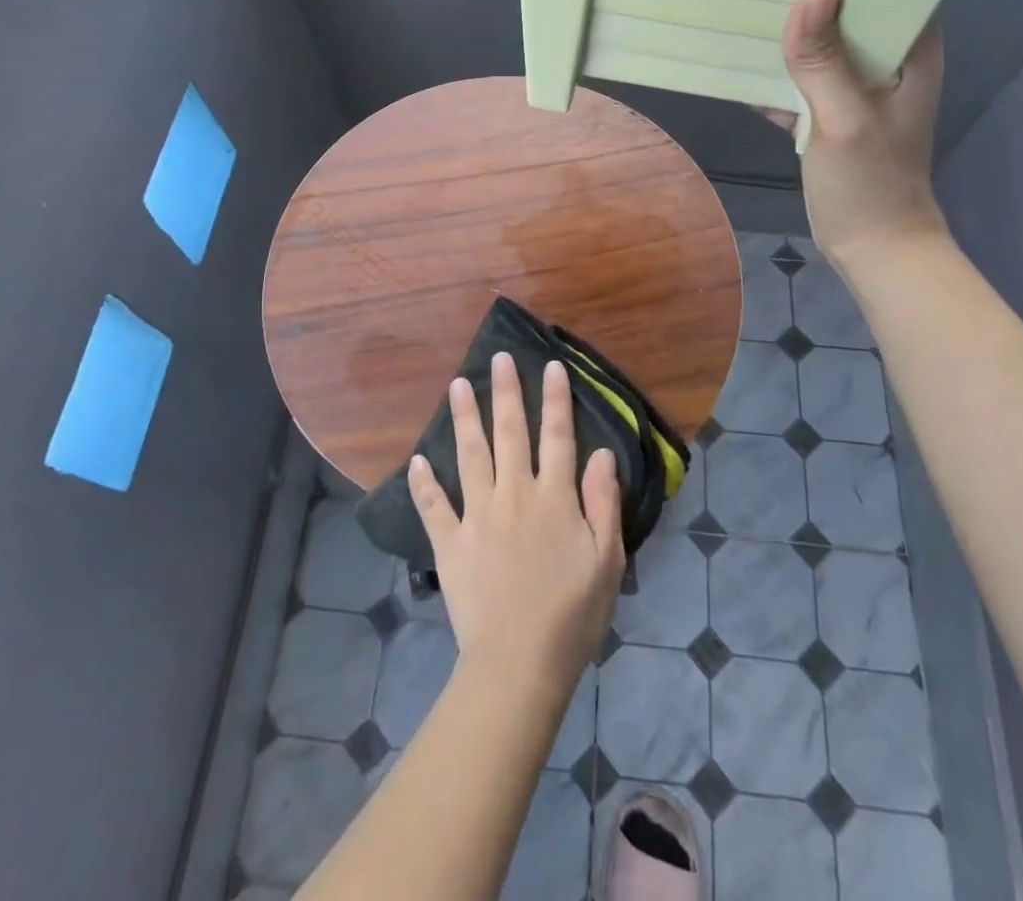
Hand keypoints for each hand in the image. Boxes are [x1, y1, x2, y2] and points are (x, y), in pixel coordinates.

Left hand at [408, 352, 624, 694]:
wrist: (519, 664)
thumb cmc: (572, 614)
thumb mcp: (607, 560)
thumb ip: (603, 502)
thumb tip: (602, 453)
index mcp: (553, 498)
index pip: (556, 437)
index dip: (555, 400)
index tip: (550, 366)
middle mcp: (513, 495)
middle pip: (509, 433)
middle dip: (506, 392)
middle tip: (499, 358)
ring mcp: (477, 516)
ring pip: (470, 455)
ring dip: (465, 418)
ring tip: (458, 385)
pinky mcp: (450, 543)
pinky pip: (433, 507)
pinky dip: (423, 483)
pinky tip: (415, 460)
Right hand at [765, 0, 949, 273]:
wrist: (871, 247)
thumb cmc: (870, 185)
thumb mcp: (844, 121)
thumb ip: (825, 63)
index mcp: (910, 53)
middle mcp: (887, 62)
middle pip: (848, 14)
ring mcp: (856, 88)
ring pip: (820, 46)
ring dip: (788, 34)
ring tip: (743, 2)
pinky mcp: (829, 112)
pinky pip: (800, 80)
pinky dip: (775, 73)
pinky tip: (738, 60)